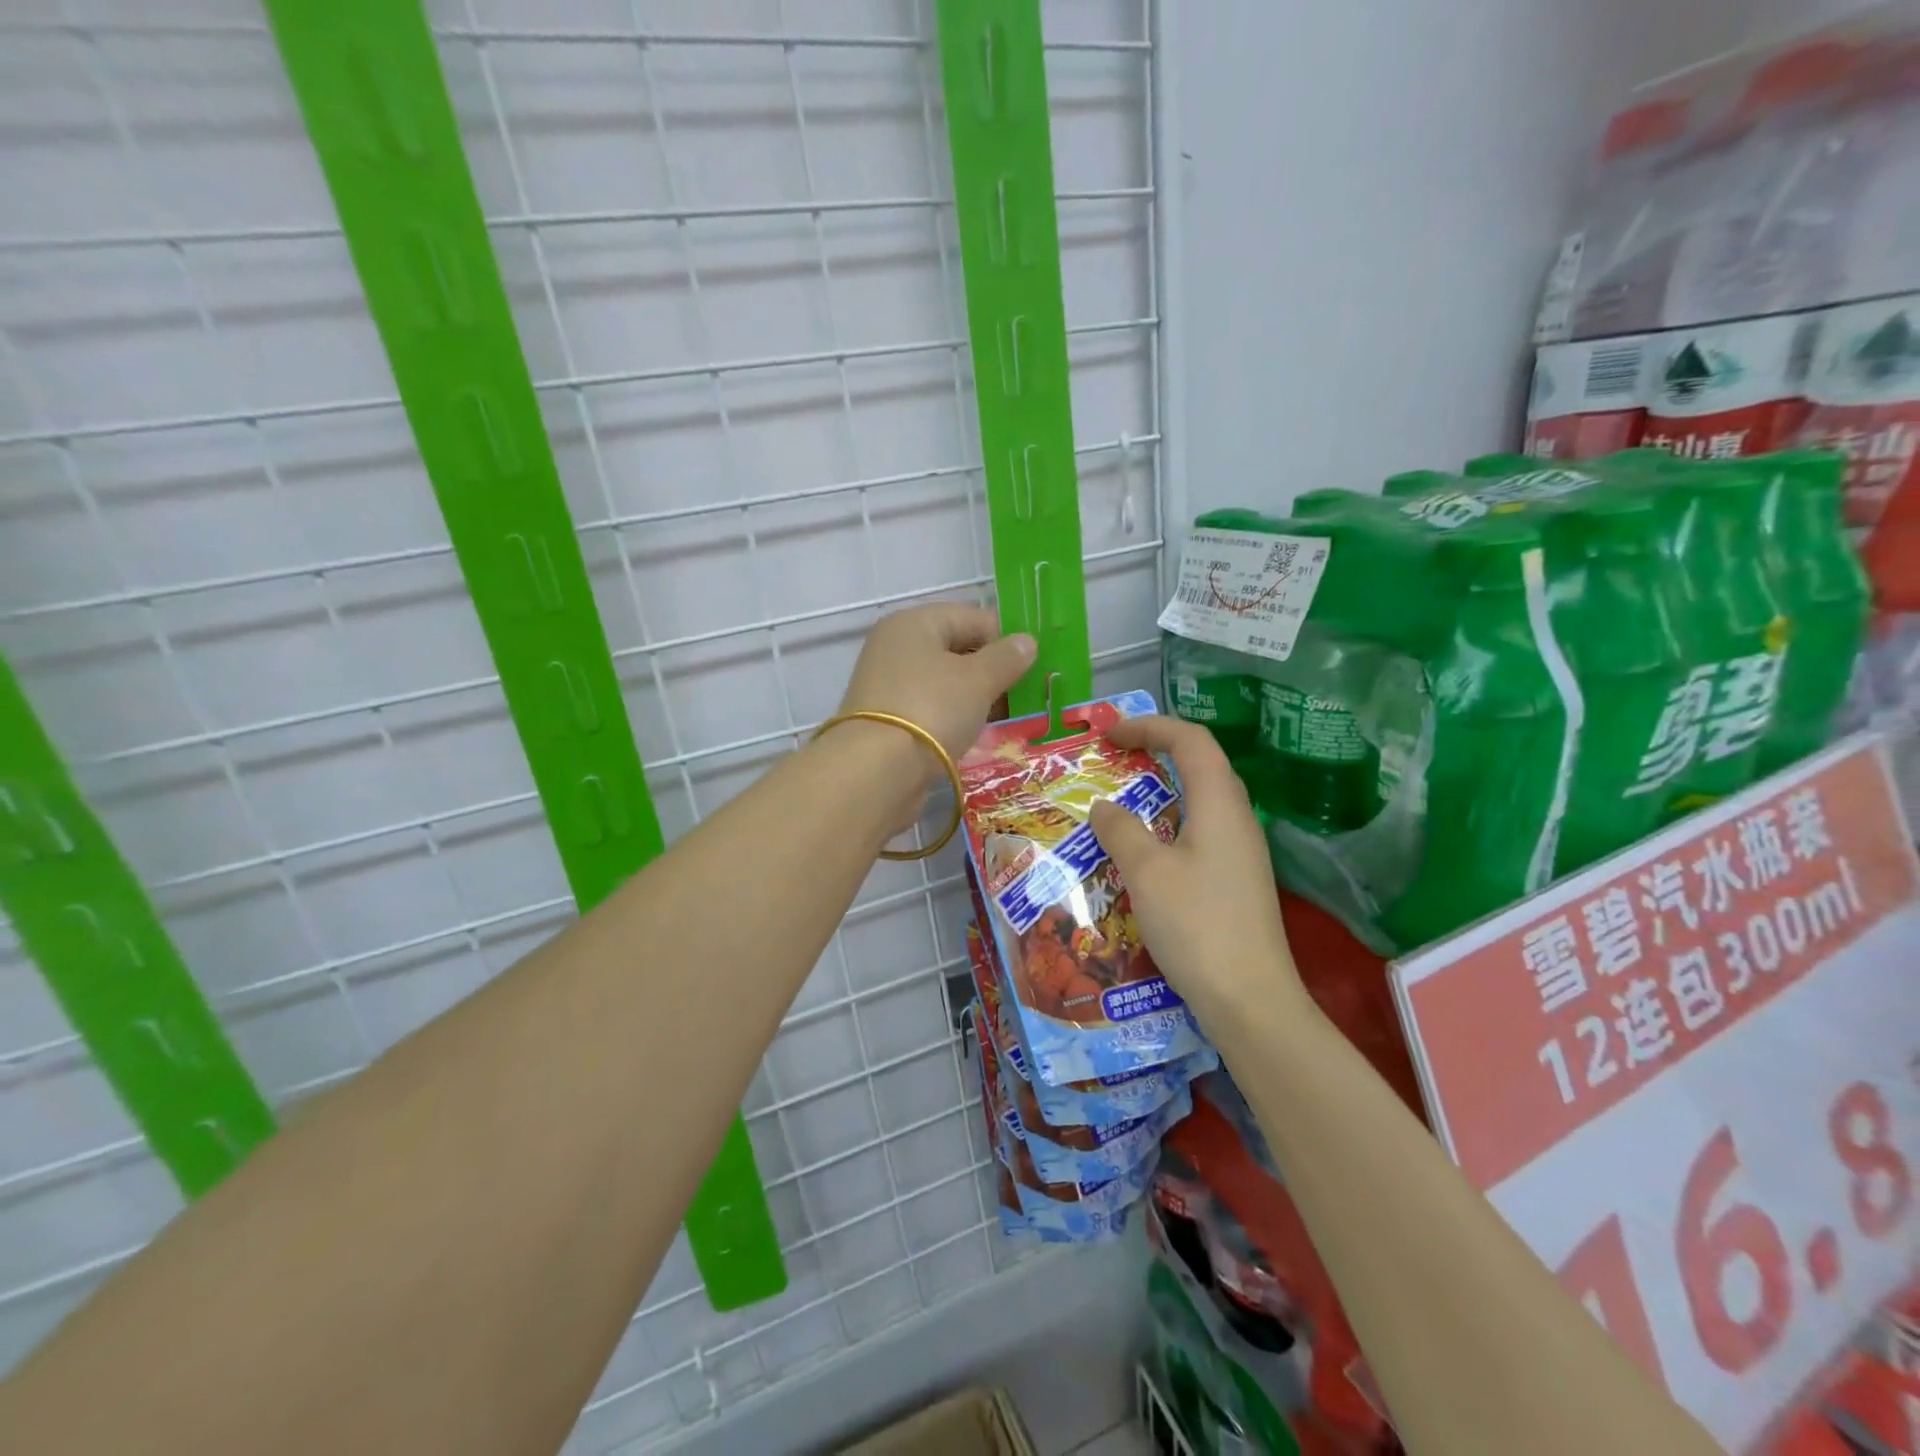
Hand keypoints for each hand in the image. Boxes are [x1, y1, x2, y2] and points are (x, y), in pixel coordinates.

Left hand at [830, 604, 1035, 821]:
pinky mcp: (888, 722)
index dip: (1005, 636)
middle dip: (992, 669)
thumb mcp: (978, 679)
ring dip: (977, 697)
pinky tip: (979, 735)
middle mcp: (896, 648)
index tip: (1036, 662)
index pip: (971, 617)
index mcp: (913, 623)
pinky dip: (956, 718)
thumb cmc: (932, 708)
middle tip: (1027, 692)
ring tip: (1010, 716)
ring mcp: (889, 686)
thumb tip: (1027, 642)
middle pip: (956, 650)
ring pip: (945, 683)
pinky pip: (932, 710)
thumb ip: (1006, 658)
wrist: (877, 771)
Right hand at [1088, 716, 1306, 1027]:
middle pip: (1201, 764)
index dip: (1150, 726)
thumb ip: (1121, 830)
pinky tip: (1144, 851)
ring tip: (1122, 801)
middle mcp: (1237, 819)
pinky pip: (1200, 832)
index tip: (1109, 735)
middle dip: (1157, 750)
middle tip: (1115, 759)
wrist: (1250, 1000)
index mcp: (1220, 804)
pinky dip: (1169, 823)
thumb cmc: (1197, 925)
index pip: (1191, 740)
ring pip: (1201, 801)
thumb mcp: (1146, 872)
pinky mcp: (1236, 881)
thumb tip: (1104, 807)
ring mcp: (1241, 852)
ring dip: (1162, 789)